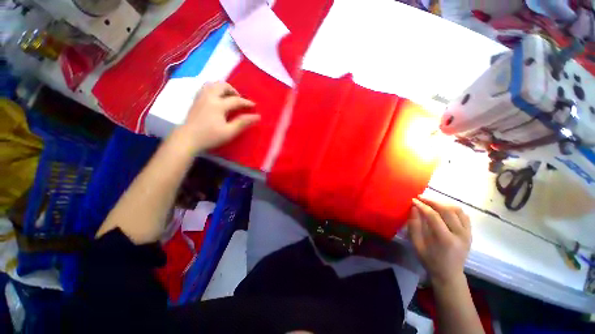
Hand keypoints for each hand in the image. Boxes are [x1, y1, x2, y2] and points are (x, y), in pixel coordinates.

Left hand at [174, 81, 259, 153]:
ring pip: (212, 84)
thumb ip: (243, 123)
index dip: (246, 102)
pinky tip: (217, 99)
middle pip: (222, 85)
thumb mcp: (229, 132)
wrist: (187, 139)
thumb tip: (257, 117)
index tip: (254, 106)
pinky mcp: (195, 101)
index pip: (236, 100)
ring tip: (228, 97)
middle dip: (233, 91)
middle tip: (239, 100)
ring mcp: (200, 97)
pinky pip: (205, 88)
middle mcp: (209, 97)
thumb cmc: (210, 137)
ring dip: (223, 88)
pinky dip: (214, 89)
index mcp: (218, 104)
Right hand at [407, 196, 471, 285]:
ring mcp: (467, 233)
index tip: (413, 200)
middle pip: (447, 210)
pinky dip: (453, 208)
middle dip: (432, 201)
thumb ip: (414, 225)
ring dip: (443, 203)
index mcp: (445, 240)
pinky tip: (444, 208)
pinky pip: (464, 215)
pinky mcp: (470, 233)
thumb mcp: (417, 244)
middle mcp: (460, 234)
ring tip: (431, 201)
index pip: (434, 216)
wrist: (449, 274)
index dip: (422, 206)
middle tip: (421, 197)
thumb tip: (414, 208)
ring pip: (457, 210)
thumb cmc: (430, 260)